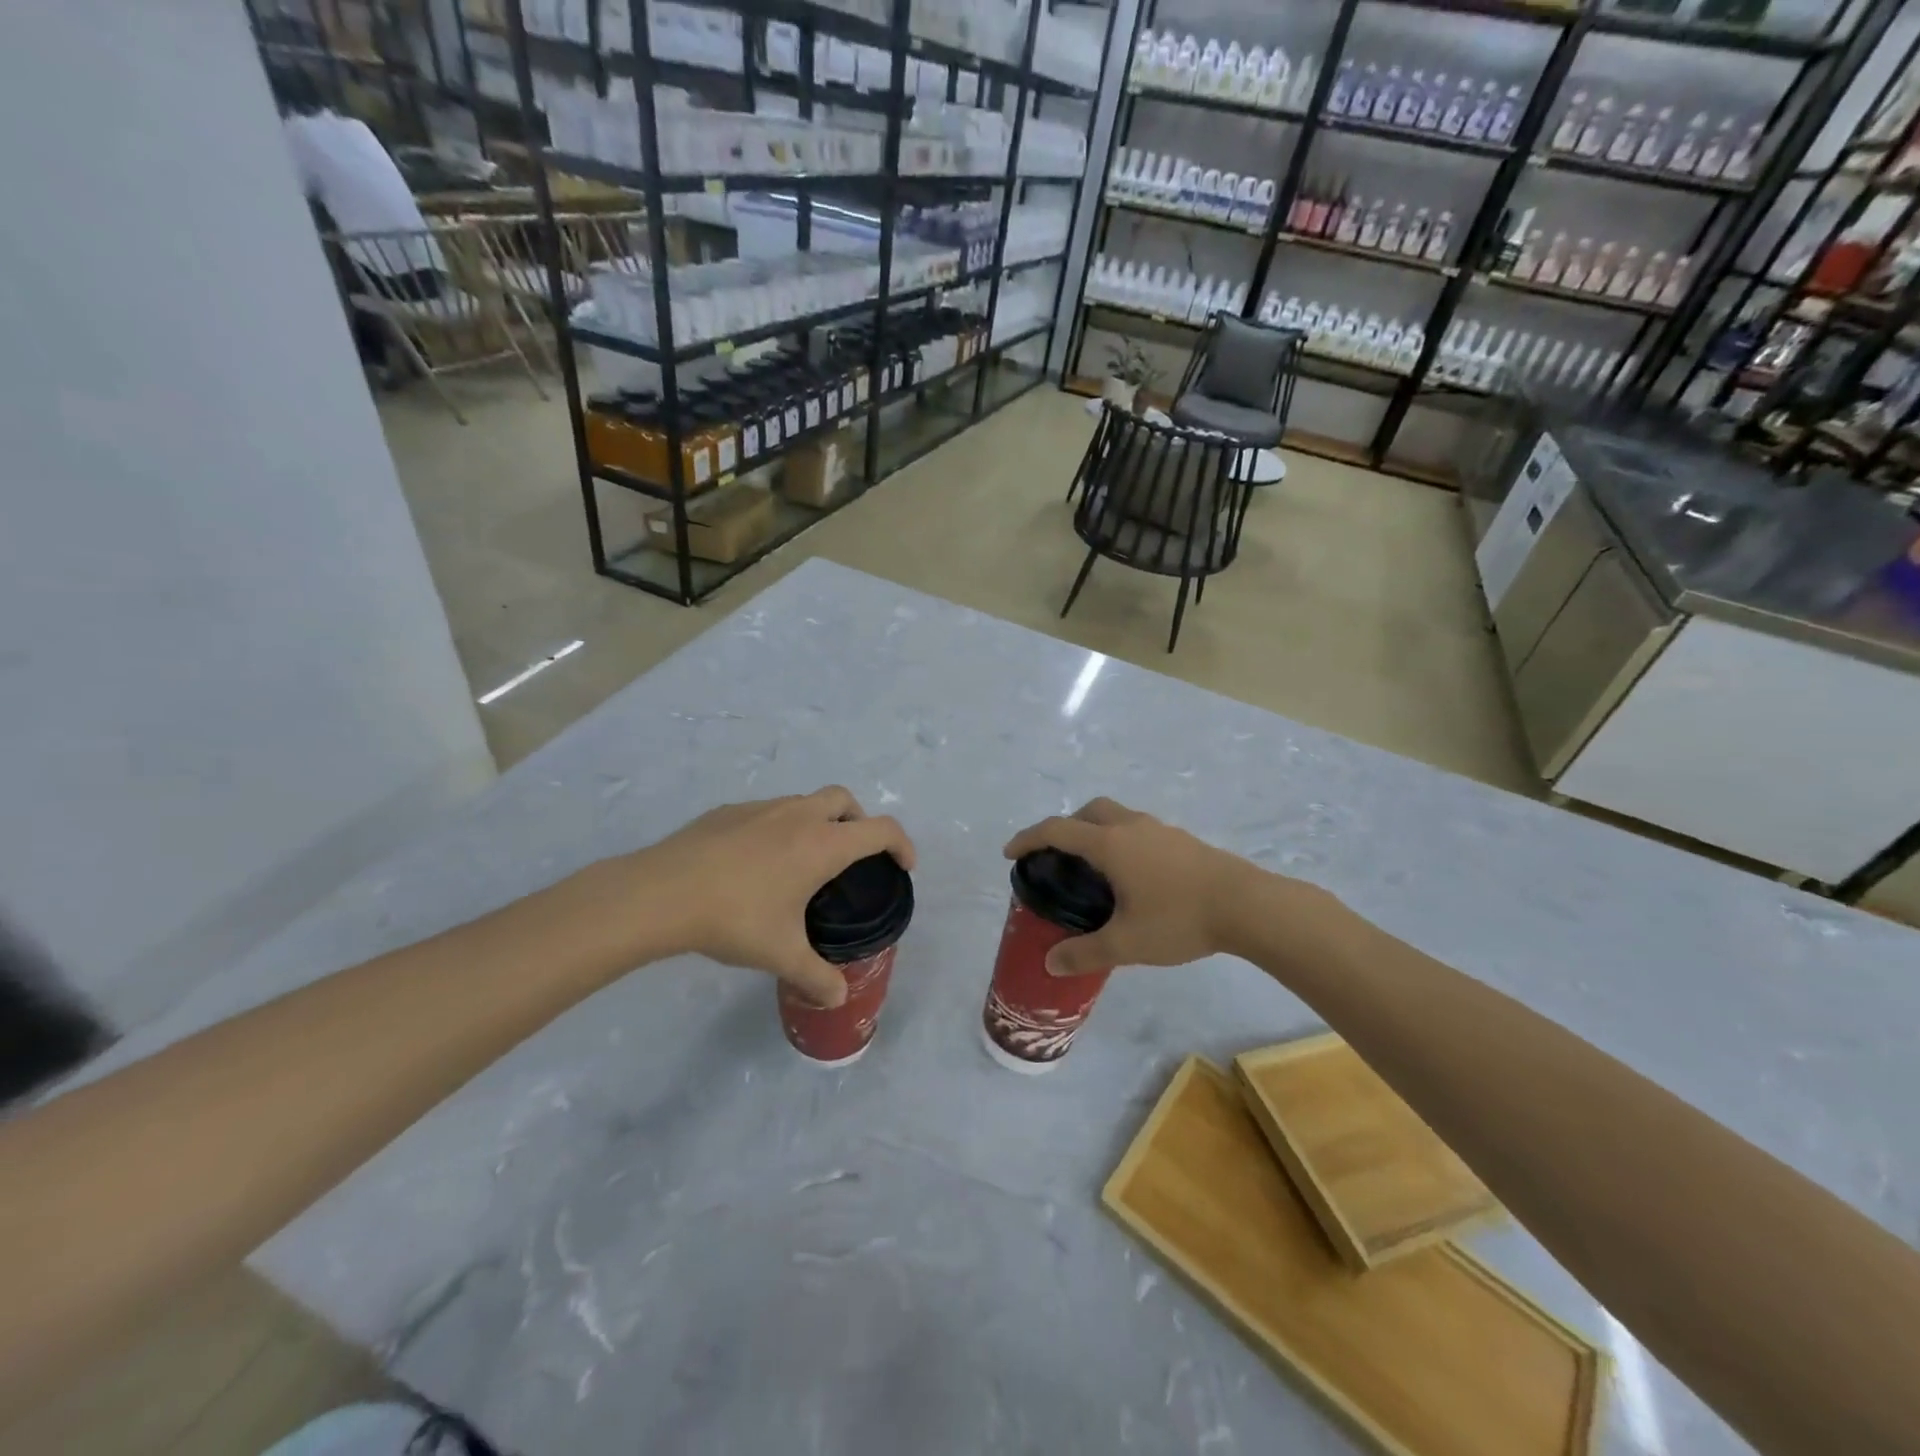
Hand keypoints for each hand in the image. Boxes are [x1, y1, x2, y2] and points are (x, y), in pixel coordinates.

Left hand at [621, 788, 914, 1007]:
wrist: (661, 893)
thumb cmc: (734, 918)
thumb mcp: (781, 955)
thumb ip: (816, 977)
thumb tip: (838, 999)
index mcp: (822, 844)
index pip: (881, 830)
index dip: (902, 845)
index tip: (904, 867)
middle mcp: (798, 816)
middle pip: (844, 800)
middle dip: (859, 821)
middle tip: (853, 856)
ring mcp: (761, 808)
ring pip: (804, 802)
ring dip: (817, 822)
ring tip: (801, 863)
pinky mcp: (728, 811)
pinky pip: (768, 812)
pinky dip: (778, 828)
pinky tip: (755, 863)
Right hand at [1002, 798, 1256, 974]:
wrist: (1247, 906)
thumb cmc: (1179, 919)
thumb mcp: (1127, 943)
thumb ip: (1085, 952)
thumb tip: (1051, 964)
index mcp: (1110, 844)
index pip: (1057, 829)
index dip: (1029, 838)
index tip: (1011, 853)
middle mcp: (1131, 827)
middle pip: (1089, 811)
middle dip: (1066, 826)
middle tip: (1058, 855)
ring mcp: (1160, 830)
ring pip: (1117, 817)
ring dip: (1097, 831)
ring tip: (1095, 869)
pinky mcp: (1182, 840)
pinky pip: (1139, 830)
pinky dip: (1122, 841)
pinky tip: (1134, 877)